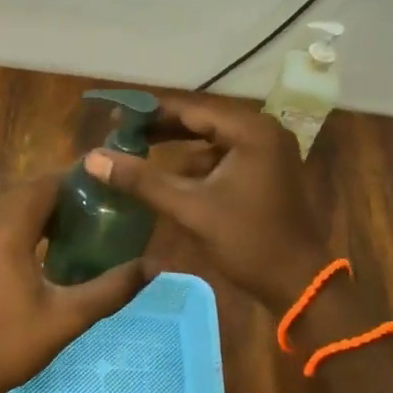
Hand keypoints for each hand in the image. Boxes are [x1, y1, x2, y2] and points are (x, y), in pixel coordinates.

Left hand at [0, 173, 147, 392]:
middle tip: (94, 206)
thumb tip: (154, 266)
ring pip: (7, 206)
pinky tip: (39, 247)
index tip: (104, 187)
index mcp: (8, 231)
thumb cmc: (11, 343)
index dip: (74, 181)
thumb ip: (112, 288)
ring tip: (72, 223)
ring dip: (37, 207)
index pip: (43, 186)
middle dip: (58, 193)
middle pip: (25, 192)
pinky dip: (18, 222)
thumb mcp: (69, 317)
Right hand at [86, 93, 328, 313]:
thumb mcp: (190, 209)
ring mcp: (268, 150)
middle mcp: (263, 130)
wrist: (298, 283)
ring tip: (138, 150)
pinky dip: (198, 162)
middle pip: (202, 120)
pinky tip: (171, 175)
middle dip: (162, 127)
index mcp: (251, 130)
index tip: (116, 114)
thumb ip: (142, 180)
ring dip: (178, 145)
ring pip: (212, 138)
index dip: (151, 111)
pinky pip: (224, 155)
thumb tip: (94, 158)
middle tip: (122, 131)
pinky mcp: (267, 169)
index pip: (192, 109)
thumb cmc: (248, 241)